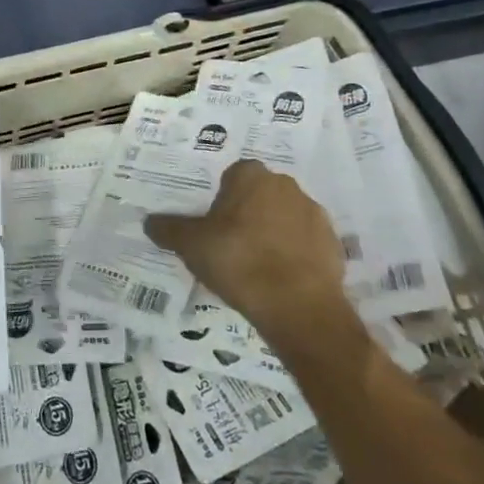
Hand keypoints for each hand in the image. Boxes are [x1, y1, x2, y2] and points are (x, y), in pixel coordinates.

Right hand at [143, 158, 357, 354]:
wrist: (299, 307)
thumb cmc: (239, 261)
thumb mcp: (191, 246)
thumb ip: (169, 230)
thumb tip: (149, 221)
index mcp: (251, 176)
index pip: (232, 176)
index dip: (222, 200)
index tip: (213, 225)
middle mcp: (285, 185)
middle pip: (259, 195)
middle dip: (247, 214)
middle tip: (231, 245)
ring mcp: (314, 214)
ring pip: (284, 218)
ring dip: (273, 233)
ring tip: (256, 267)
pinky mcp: (334, 245)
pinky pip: (306, 243)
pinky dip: (294, 256)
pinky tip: (280, 280)